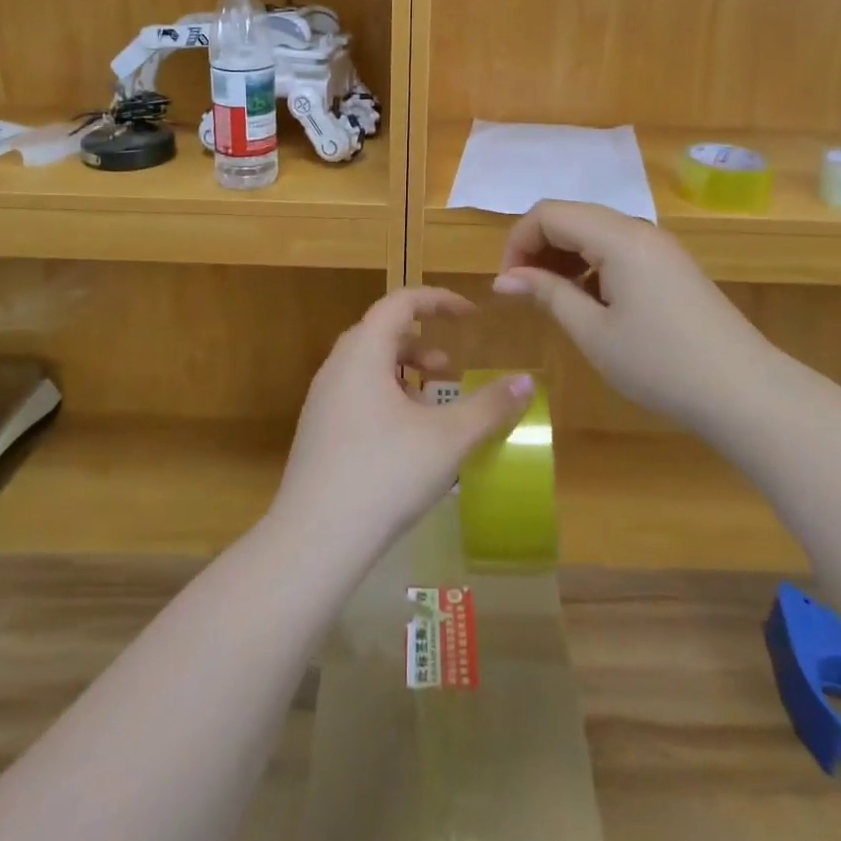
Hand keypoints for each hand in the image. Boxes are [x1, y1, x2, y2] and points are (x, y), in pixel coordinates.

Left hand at [271, 287, 534, 557]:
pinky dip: (386, 395)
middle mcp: (337, 366)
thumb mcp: (448, 440)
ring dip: (404, 371)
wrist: (313, 541)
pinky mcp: (317, 431)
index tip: (470, 315)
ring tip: (433, 402)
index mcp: (363, 353)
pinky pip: (356, 392)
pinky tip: (406, 437)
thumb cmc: (385, 476)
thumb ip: (489, 406)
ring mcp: (322, 400)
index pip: (400, 302)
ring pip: (367, 365)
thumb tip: (526, 381)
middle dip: (421, 340)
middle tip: (450, 367)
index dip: (438, 300)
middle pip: (381, 331)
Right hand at [493, 201, 769, 429]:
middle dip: (538, 247)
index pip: (549, 213)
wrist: (745, 392)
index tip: (509, 285)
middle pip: (572, 216)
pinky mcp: (671, 265)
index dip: (518, 242)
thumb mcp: (593, 332)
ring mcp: (659, 246)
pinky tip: (591, 302)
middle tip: (525, 293)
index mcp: (618, 237)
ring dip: (564, 256)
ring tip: (554, 300)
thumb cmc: (660, 364)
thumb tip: (504, 279)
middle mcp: (639, 229)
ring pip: (595, 232)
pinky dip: (592, 265)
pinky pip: (619, 249)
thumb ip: (547, 294)